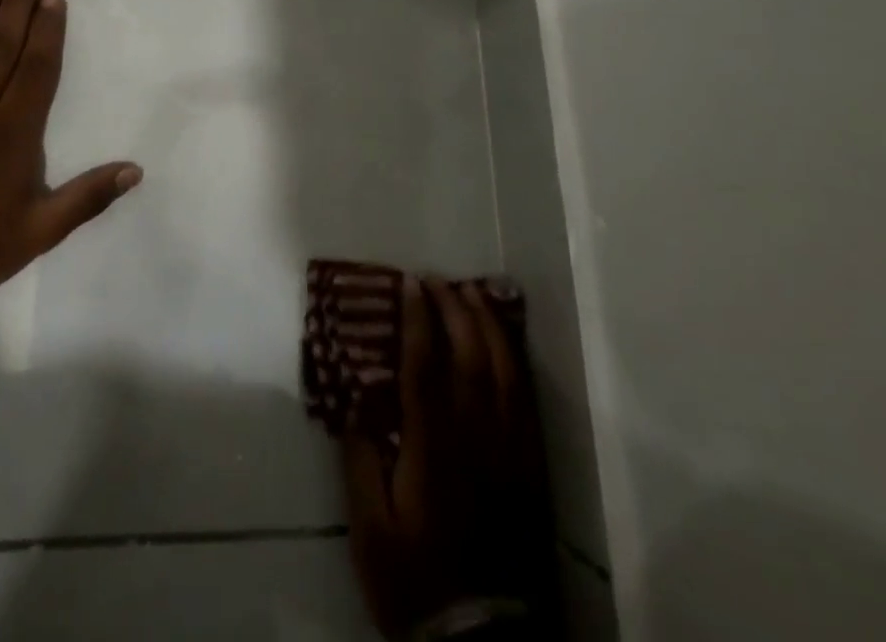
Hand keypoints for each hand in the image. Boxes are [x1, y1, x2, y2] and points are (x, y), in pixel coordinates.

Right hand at [342, 278, 558, 640]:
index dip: (417, 317)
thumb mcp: (370, 528)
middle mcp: (476, 436)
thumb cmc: (415, 579)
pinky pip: (527, 399)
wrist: (481, 640)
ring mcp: (510, 449)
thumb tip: (354, 397)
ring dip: (487, 323)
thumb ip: (361, 458)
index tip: (408, 282)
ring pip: (504, 369)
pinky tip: (505, 341)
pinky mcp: (531, 465)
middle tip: (434, 279)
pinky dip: (515, 359)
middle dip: (452, 307)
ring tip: (470, 292)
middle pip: (469, 354)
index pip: (425, 364)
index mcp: (433, 446)